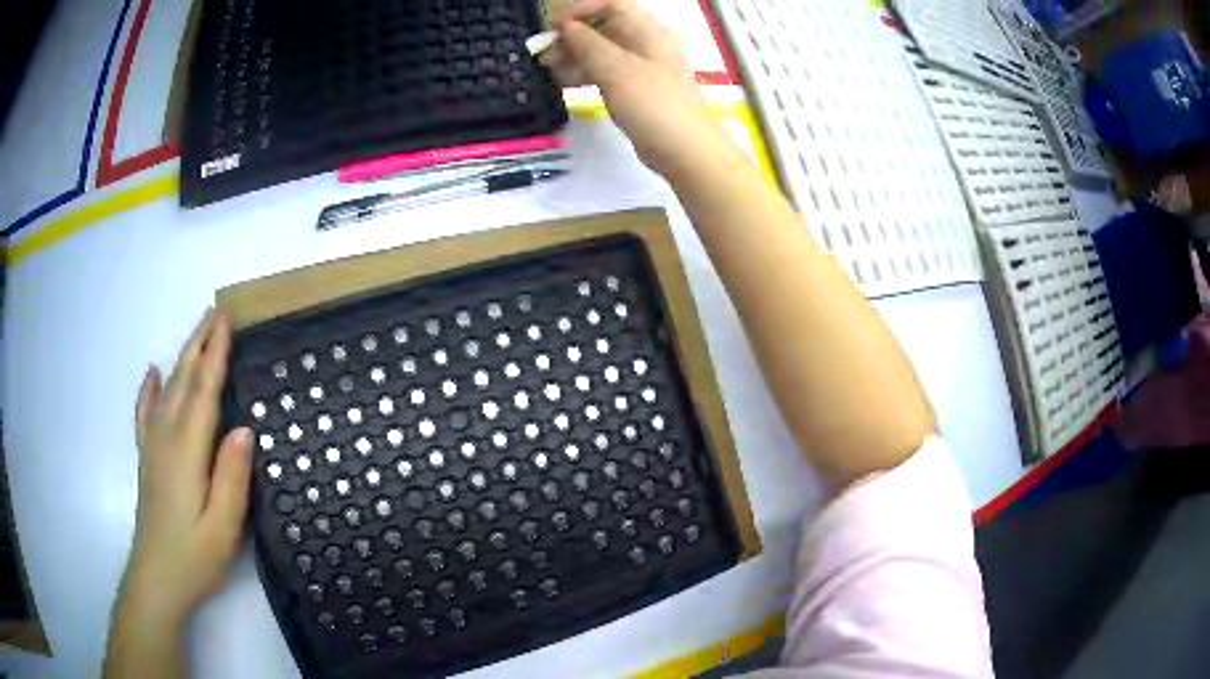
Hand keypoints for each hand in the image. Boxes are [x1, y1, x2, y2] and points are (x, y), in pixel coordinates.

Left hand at [118, 308, 252, 627]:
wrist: (156, 579)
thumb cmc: (194, 557)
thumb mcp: (223, 527)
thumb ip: (232, 478)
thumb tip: (245, 428)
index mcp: (187, 452)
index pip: (203, 393)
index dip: (215, 356)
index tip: (226, 322)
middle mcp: (166, 438)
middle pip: (182, 381)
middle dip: (199, 344)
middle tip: (215, 313)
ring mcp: (153, 446)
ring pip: (167, 390)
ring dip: (182, 358)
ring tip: (196, 333)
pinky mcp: (147, 458)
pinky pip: (145, 413)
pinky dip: (148, 389)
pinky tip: (152, 372)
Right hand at [540, 0, 741, 177]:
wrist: (685, 151)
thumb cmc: (653, 104)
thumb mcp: (616, 69)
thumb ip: (588, 43)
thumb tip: (566, 27)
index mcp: (647, 31)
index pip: (612, 4)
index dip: (581, 10)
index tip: (554, 27)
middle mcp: (646, 44)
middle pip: (604, 27)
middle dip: (572, 35)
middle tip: (544, 53)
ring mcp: (642, 68)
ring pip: (603, 51)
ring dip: (574, 55)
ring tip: (548, 69)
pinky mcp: (637, 90)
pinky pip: (607, 72)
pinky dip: (585, 72)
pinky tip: (566, 82)